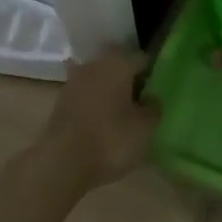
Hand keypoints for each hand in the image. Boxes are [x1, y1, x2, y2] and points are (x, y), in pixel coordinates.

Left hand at [33, 49, 161, 190]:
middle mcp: (94, 65)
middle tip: (145, 100)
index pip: (142, 58)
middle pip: (118, 66)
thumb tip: (152, 98)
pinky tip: (106, 121)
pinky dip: (97, 103)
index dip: (153, 73)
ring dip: (112, 91)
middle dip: (131, 80)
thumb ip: (154, 108)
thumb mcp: (145, 127)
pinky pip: (87, 96)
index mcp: (117, 63)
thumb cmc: (111, 139)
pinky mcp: (61, 102)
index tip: (161, 89)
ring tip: (126, 113)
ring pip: (100, 80)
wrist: (62, 163)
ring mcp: (74, 82)